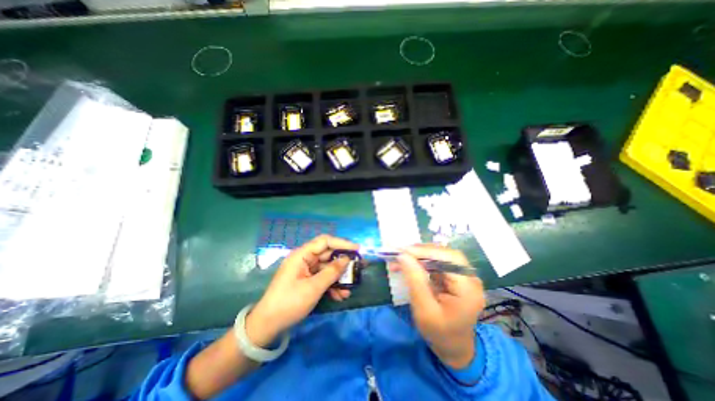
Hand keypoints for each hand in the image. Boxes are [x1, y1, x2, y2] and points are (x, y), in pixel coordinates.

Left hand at [246, 235, 356, 347]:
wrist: (268, 326)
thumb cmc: (289, 303)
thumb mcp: (314, 287)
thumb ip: (332, 272)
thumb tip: (347, 259)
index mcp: (302, 255)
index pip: (325, 241)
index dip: (342, 243)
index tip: (357, 249)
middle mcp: (304, 259)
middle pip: (328, 255)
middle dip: (343, 263)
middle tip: (358, 267)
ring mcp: (305, 270)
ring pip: (327, 268)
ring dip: (338, 277)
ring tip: (349, 288)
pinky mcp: (307, 280)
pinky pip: (323, 278)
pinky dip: (332, 285)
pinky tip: (340, 296)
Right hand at [391, 243, 486, 368]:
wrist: (454, 348)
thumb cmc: (439, 333)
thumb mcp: (424, 311)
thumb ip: (415, 281)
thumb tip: (403, 255)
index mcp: (468, 289)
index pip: (450, 259)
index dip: (426, 251)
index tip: (403, 251)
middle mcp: (470, 278)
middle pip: (446, 254)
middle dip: (421, 251)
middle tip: (400, 252)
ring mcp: (464, 276)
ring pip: (440, 255)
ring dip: (419, 255)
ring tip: (401, 257)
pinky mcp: (455, 276)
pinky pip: (437, 262)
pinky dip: (422, 261)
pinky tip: (409, 263)